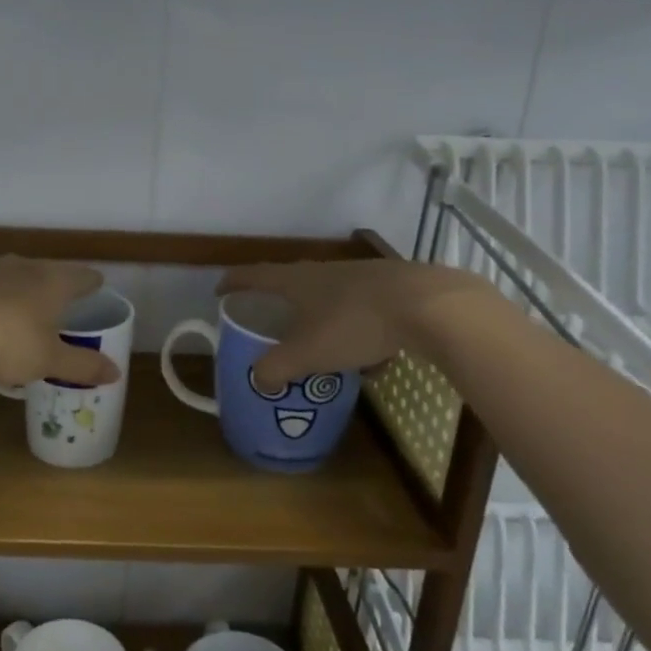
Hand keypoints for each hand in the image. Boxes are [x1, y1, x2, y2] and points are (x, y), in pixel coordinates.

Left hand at [0, 256, 122, 388]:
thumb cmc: (10, 344)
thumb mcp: (50, 361)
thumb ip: (83, 366)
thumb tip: (116, 373)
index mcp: (53, 282)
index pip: (81, 276)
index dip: (91, 282)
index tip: (97, 285)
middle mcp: (23, 267)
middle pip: (47, 270)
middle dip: (55, 283)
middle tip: (60, 298)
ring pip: (13, 274)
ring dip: (21, 287)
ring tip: (22, 305)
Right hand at [217, 258, 503, 386]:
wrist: (430, 306)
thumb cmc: (355, 324)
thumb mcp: (307, 353)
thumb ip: (275, 368)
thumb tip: (258, 380)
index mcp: (297, 281)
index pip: (255, 276)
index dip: (234, 282)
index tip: (220, 290)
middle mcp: (325, 271)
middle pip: (293, 282)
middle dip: (280, 302)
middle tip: (271, 320)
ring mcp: (362, 276)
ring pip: (331, 297)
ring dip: (322, 319)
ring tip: (325, 346)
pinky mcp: (393, 287)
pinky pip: (364, 310)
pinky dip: (359, 330)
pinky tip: (375, 355)